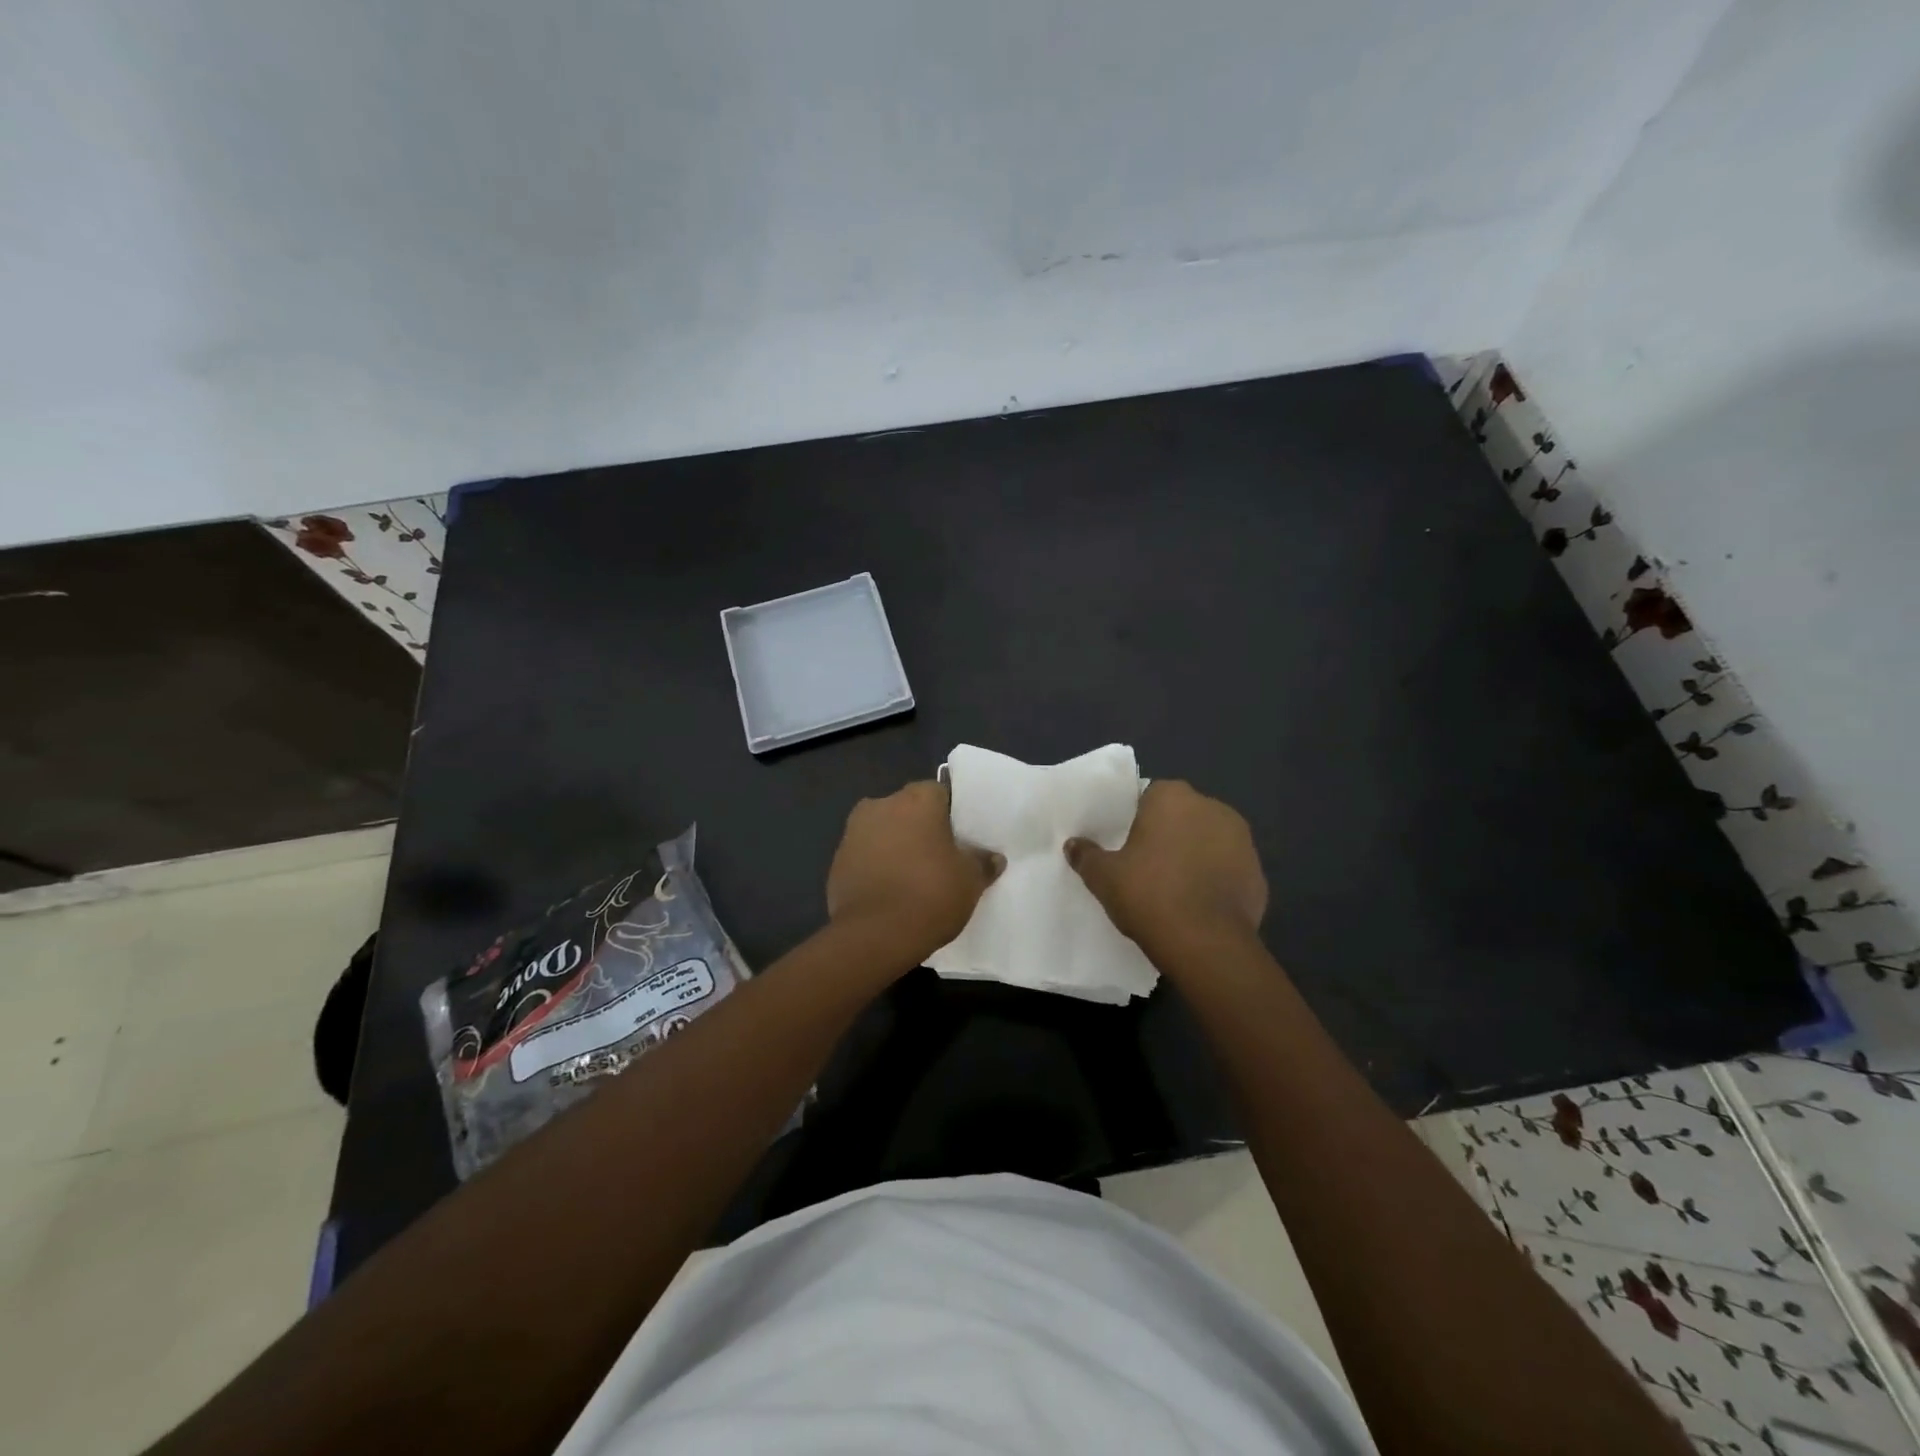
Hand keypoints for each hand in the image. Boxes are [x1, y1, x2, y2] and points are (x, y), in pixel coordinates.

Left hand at [826, 781, 1004, 963]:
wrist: (874, 936)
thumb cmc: (930, 895)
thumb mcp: (970, 881)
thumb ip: (982, 863)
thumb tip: (993, 857)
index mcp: (916, 800)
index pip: (939, 792)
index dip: (950, 813)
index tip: (959, 836)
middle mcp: (881, 805)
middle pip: (907, 809)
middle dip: (920, 827)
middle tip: (939, 856)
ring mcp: (853, 832)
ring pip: (883, 831)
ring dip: (895, 845)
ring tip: (913, 876)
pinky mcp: (837, 861)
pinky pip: (865, 856)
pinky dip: (876, 866)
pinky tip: (890, 891)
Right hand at [1065, 781, 1266, 956]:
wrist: (1206, 943)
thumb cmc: (1149, 895)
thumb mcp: (1104, 877)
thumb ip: (1086, 855)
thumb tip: (1073, 845)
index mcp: (1173, 797)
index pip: (1149, 795)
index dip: (1136, 818)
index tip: (1125, 842)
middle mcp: (1212, 807)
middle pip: (1182, 815)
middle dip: (1168, 833)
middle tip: (1145, 864)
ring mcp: (1242, 840)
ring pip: (1209, 841)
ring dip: (1195, 855)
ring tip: (1173, 887)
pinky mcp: (1258, 873)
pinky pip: (1228, 870)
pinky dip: (1215, 881)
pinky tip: (1198, 905)